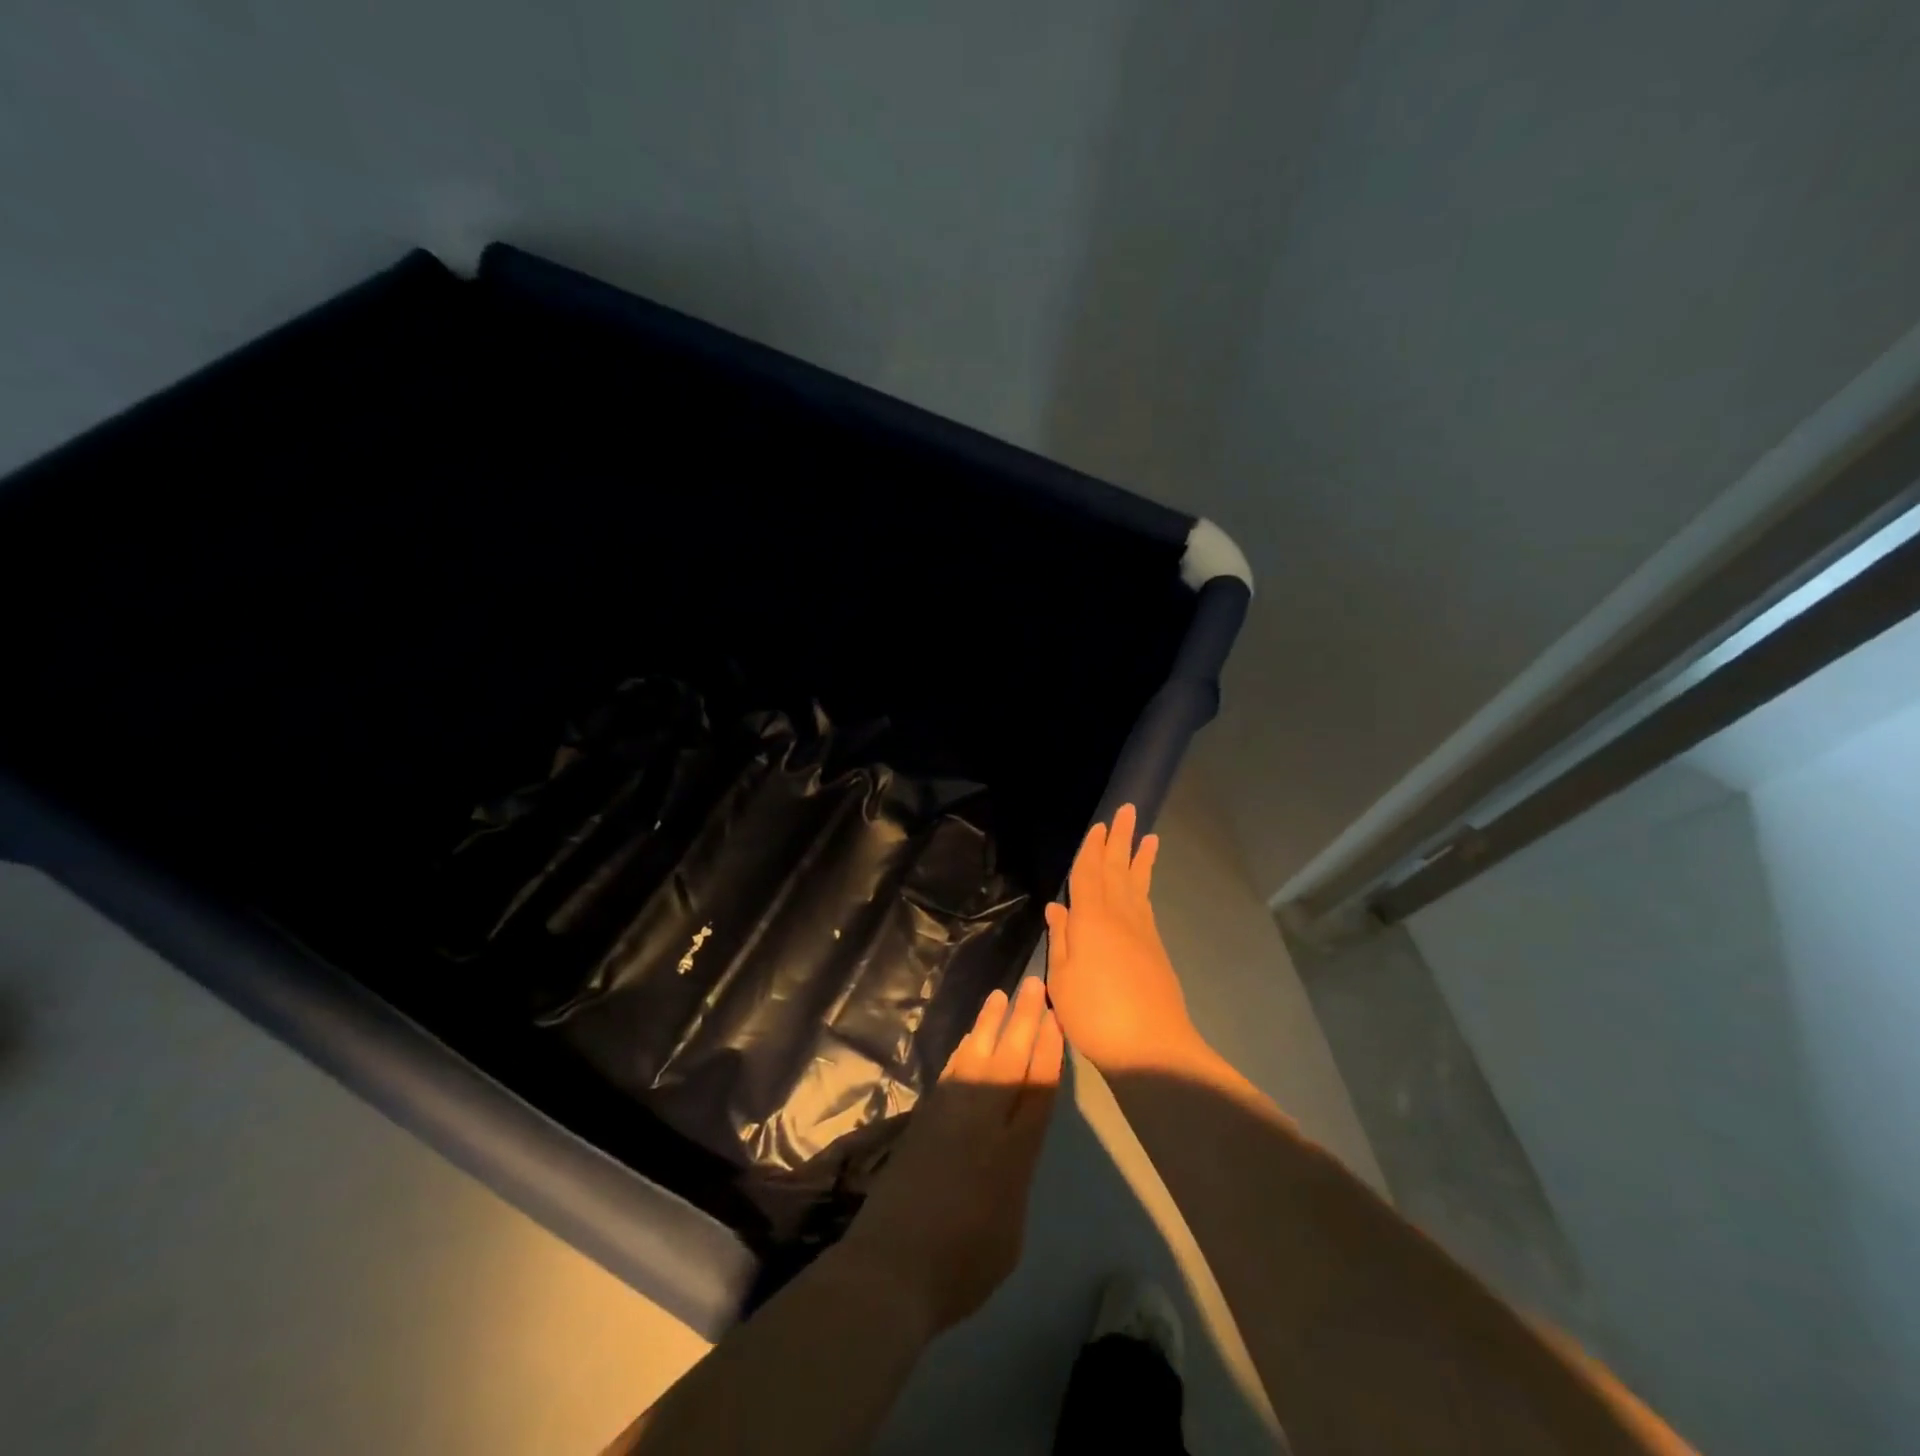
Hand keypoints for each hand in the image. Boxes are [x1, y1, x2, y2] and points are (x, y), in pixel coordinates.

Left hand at [836, 976, 1063, 1335]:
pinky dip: (964, 1050)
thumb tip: (1008, 1151)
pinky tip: (970, 1038)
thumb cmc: (960, 1267)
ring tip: (1001, 996)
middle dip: (1024, 1020)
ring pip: (976, 1056)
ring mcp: (949, 1115)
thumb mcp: (1010, 1234)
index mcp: (1013, 1153)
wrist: (890, 1268)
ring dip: (990, 1024)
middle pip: (1009, 1060)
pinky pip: (952, 1072)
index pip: (1037, 1089)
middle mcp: (982, 1121)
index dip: (1048, 1051)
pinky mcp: (923, 1119)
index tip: (1055, 1017)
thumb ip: (1014, 1182)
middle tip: (1034, 985)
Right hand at [1045, 803, 1205, 1074]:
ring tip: (1148, 837)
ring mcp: (1142, 932)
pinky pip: (1146, 905)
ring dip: (1140, 859)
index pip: (1089, 874)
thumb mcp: (1063, 979)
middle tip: (1129, 811)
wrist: (1151, 1048)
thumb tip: (1057, 907)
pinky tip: (1142, 886)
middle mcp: (1120, 917)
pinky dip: (1145, 887)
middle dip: (1121, 840)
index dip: (1092, 849)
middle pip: (1118, 870)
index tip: (1100, 825)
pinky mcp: (1155, 949)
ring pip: (1137, 885)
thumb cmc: (1095, 1014)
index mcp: (1091, 919)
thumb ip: (1062, 939)